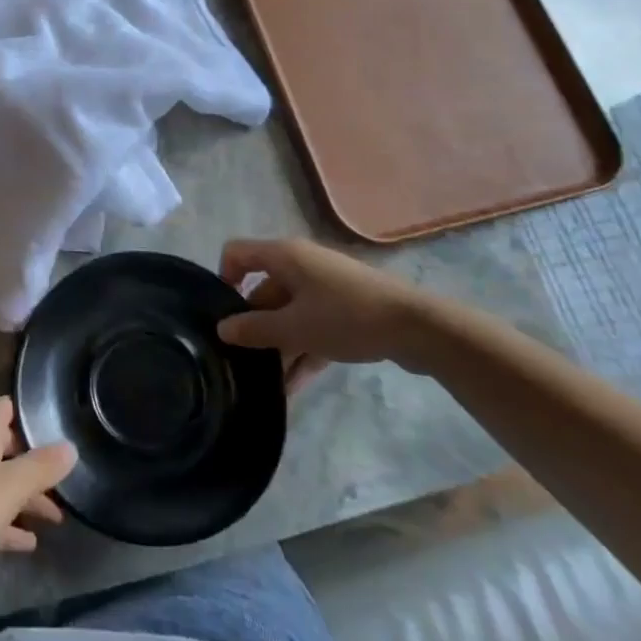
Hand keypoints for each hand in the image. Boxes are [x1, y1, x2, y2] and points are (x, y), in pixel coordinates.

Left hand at [0, 398, 76, 611]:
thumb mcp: (6, 487)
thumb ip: (40, 468)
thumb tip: (70, 446)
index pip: (4, 409)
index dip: (29, 413)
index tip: (60, 424)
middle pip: (5, 450)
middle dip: (34, 464)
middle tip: (69, 482)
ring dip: (25, 499)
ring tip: (59, 517)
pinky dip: (7, 528)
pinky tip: (28, 544)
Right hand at [216, 238, 435, 392]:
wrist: (417, 328)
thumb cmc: (346, 317)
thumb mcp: (294, 327)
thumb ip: (254, 329)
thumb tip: (222, 329)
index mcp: (284, 256)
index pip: (237, 253)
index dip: (223, 278)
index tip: (223, 315)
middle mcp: (300, 264)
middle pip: (263, 290)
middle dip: (253, 326)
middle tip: (242, 360)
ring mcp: (324, 287)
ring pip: (288, 313)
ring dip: (278, 346)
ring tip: (266, 383)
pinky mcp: (344, 308)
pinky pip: (311, 325)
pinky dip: (301, 350)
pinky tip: (293, 387)